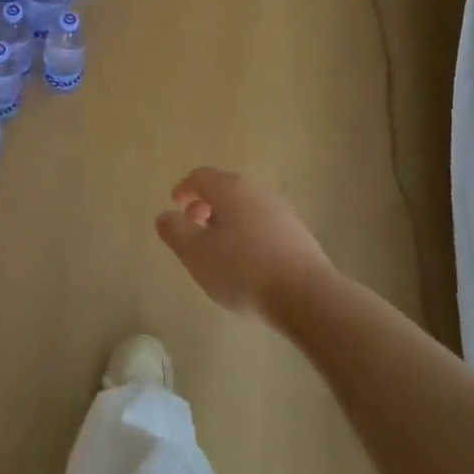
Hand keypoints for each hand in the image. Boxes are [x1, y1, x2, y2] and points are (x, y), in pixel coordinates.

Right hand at [155, 167, 336, 323]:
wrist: (307, 297)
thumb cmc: (242, 271)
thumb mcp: (196, 254)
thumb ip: (174, 231)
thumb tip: (166, 216)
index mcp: (230, 189)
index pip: (200, 176)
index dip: (184, 189)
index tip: (176, 206)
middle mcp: (257, 192)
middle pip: (225, 189)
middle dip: (205, 205)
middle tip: (193, 228)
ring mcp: (282, 212)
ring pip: (245, 207)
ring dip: (227, 221)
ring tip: (218, 250)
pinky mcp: (298, 234)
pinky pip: (263, 224)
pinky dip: (247, 233)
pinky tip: (246, 262)